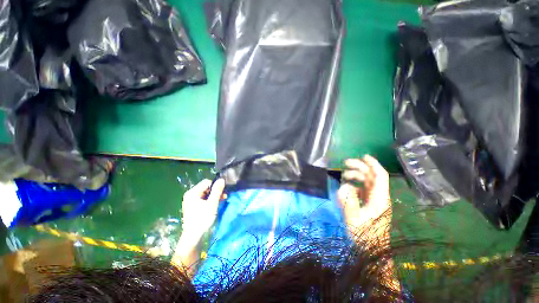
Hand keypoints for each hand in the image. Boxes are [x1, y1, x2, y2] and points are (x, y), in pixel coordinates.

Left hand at [181, 179, 225, 237]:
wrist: (193, 236)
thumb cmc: (202, 219)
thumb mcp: (212, 204)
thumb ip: (217, 191)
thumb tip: (222, 179)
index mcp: (192, 192)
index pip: (207, 182)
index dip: (215, 186)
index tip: (222, 192)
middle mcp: (190, 194)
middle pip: (206, 187)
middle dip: (216, 191)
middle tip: (224, 197)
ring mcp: (191, 200)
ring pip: (206, 193)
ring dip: (214, 196)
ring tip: (222, 200)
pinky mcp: (193, 206)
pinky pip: (204, 199)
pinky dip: (210, 200)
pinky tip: (216, 204)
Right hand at [338, 155, 390, 231]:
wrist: (373, 250)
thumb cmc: (366, 235)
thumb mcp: (354, 219)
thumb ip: (347, 202)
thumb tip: (343, 186)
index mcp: (379, 198)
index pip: (380, 176)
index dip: (373, 164)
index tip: (363, 156)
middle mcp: (379, 197)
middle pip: (371, 176)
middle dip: (359, 167)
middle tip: (345, 163)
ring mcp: (375, 200)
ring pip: (367, 182)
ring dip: (356, 176)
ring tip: (343, 175)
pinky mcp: (370, 204)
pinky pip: (363, 189)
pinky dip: (355, 185)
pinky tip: (347, 187)